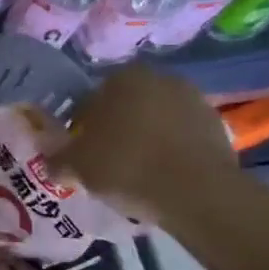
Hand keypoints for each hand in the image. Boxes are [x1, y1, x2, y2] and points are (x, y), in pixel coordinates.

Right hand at [55, 64, 236, 225]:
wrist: (197, 192)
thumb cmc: (127, 166)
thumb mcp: (76, 166)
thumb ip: (57, 158)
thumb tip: (51, 160)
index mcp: (123, 77)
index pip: (90, 100)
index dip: (81, 128)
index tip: (80, 153)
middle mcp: (160, 78)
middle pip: (126, 108)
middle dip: (115, 130)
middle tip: (106, 162)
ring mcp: (194, 101)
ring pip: (155, 121)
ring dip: (145, 140)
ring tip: (136, 173)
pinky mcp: (218, 127)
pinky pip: (180, 138)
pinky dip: (170, 152)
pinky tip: (162, 177)